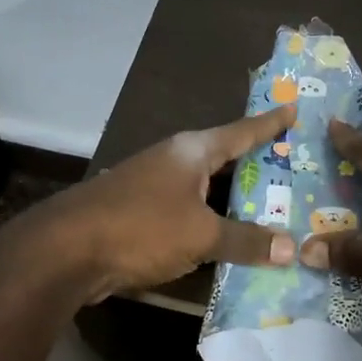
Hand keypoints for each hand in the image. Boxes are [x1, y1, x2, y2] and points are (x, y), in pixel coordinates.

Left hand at [51, 104, 297, 297]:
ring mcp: (153, 187)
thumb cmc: (140, 227)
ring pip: (207, 190)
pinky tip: (229, 239)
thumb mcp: (201, 234)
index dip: (270, 124)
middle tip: (296, 170)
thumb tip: (292, 249)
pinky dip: (212, 223)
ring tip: (272, 208)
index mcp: (192, 151)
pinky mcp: (140, 215)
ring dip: (235, 200)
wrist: (65, 251)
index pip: (242, 131)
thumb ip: (246, 240)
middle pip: (225, 160)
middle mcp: (174, 161)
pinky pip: (190, 214)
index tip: (295, 109)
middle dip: (258, 166)